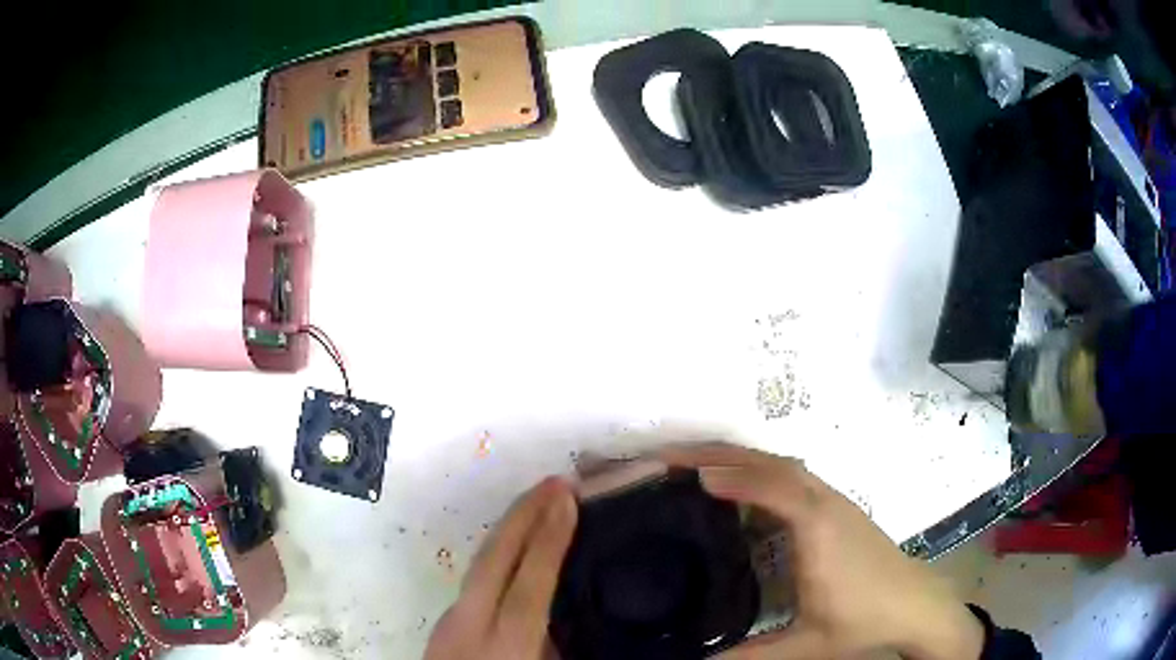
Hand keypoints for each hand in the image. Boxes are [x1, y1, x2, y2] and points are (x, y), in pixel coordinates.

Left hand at [425, 477, 577, 659]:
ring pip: (479, 563)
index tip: (567, 497)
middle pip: (494, 557)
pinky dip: (496, 555)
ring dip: (509, 530)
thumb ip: (558, 644)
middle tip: (556, 481)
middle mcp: (471, 624)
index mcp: (506, 644)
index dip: (550, 537)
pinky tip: (511, 551)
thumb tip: (573, 608)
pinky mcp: (443, 622)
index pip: (531, 581)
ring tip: (537, 505)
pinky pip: (474, 579)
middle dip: (524, 514)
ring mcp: (449, 620)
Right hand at [661, 443, 983, 659]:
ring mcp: (834, 501)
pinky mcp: (837, 506)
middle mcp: (826, 504)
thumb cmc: (863, 621)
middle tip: (672, 457)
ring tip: (694, 464)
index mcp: (819, 530)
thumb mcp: (806, 646)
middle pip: (773, 463)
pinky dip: (759, 470)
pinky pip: (792, 476)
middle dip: (722, 454)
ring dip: (740, 458)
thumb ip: (750, 657)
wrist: (915, 604)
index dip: (731, 477)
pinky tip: (739, 488)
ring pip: (783, 464)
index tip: (684, 474)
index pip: (773, 487)